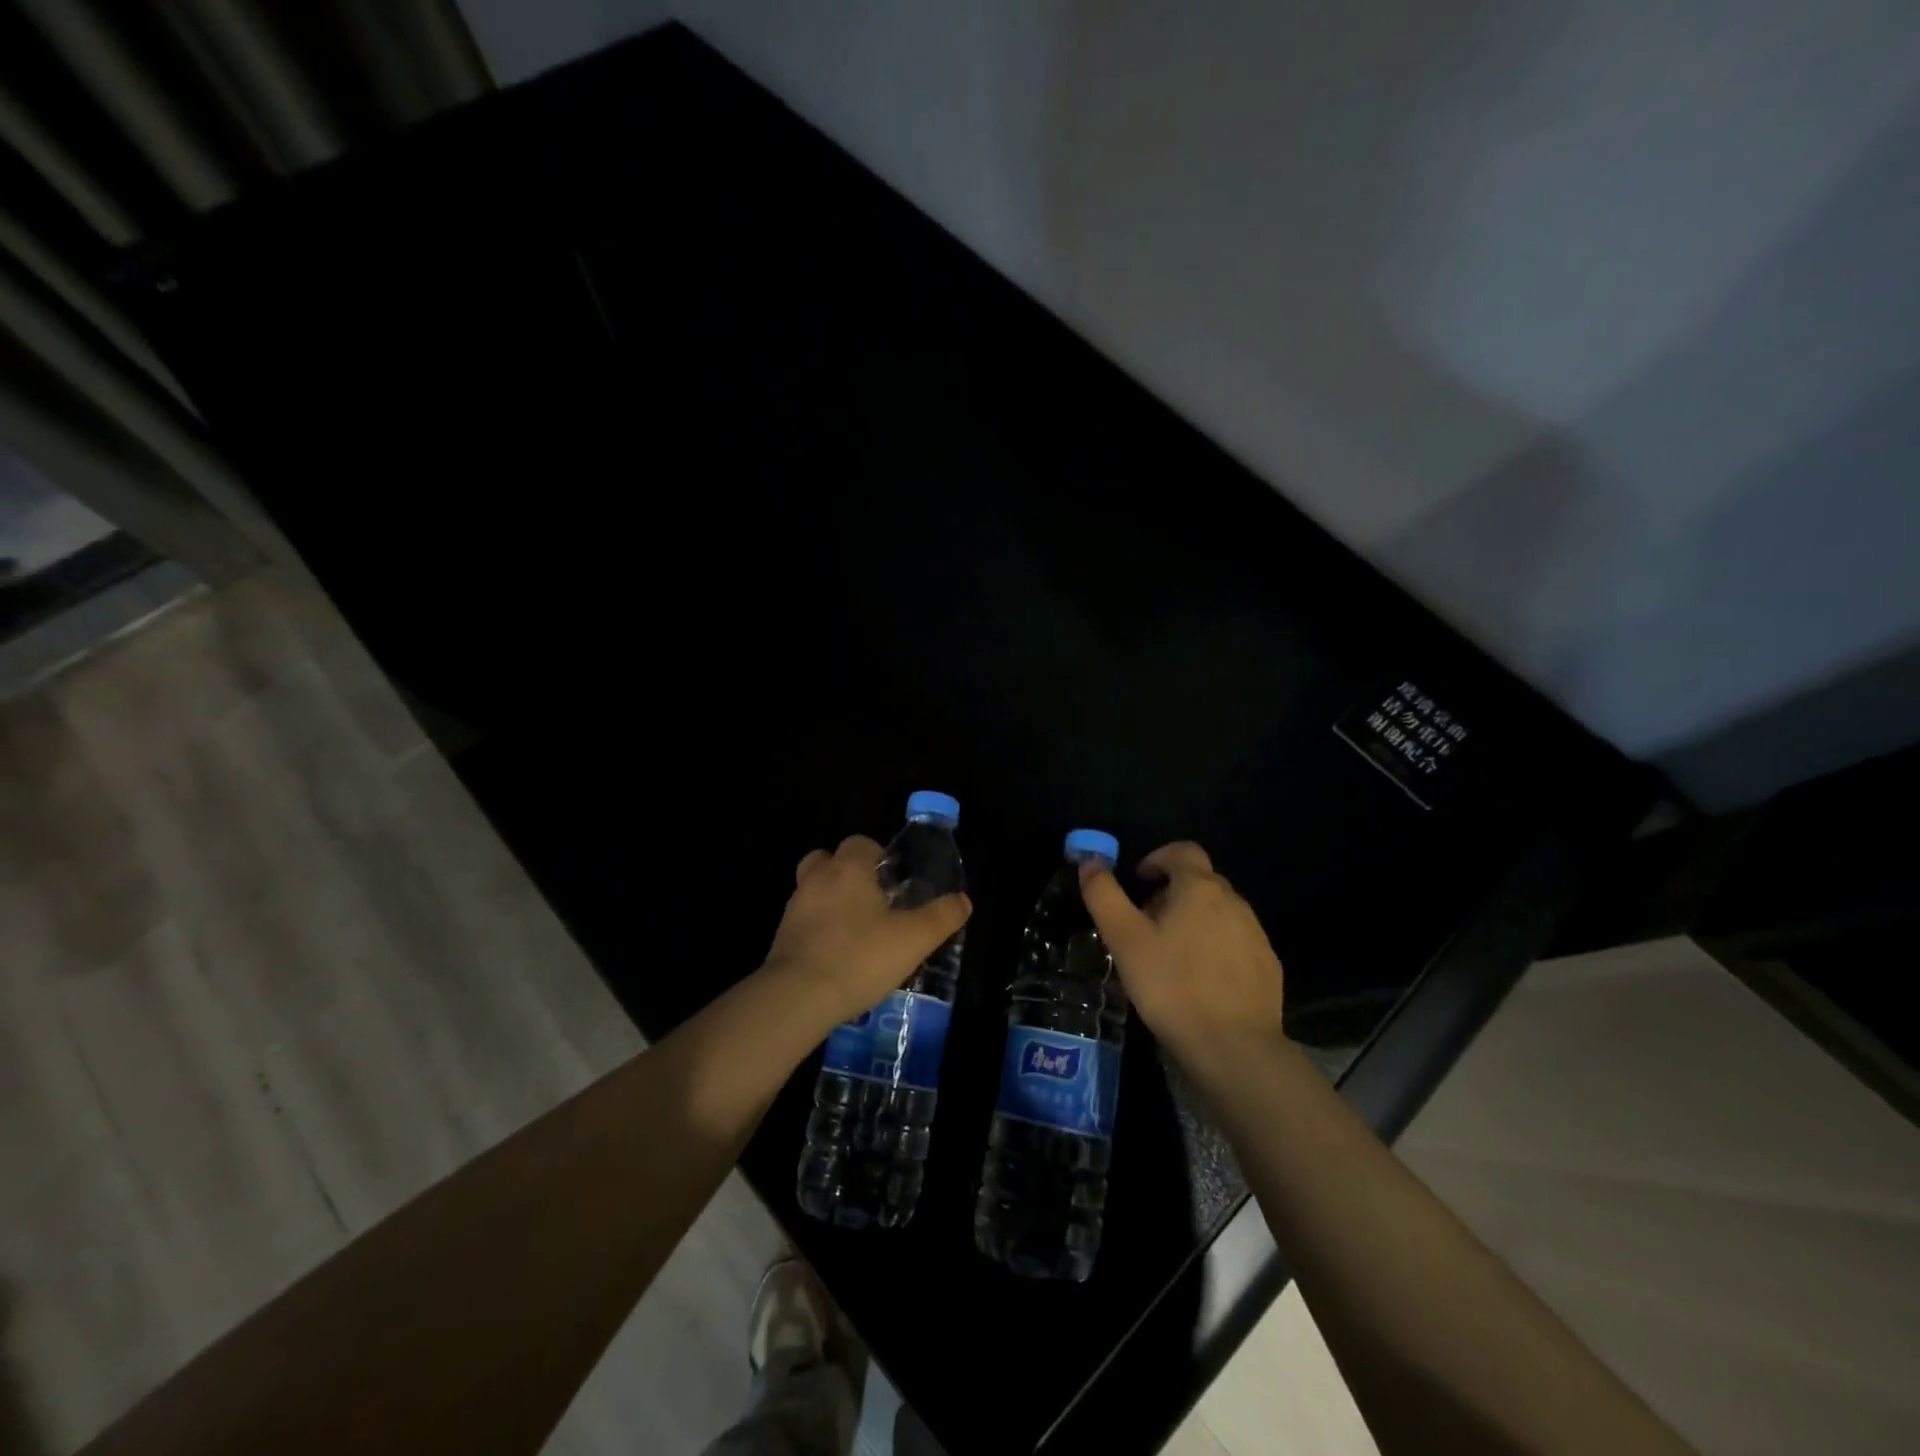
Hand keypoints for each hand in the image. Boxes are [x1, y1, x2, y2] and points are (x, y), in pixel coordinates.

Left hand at [760, 835, 971, 1031]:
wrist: (797, 997)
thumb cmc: (860, 957)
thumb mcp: (914, 939)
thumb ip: (941, 917)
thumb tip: (963, 900)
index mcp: (848, 868)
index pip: (860, 842)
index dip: (878, 855)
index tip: (893, 881)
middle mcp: (816, 878)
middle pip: (828, 859)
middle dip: (848, 873)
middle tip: (872, 900)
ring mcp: (794, 907)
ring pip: (813, 889)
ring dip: (831, 901)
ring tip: (855, 930)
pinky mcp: (781, 937)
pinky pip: (803, 921)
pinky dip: (818, 929)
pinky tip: (836, 955)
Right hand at [1079, 841, 1284, 1068]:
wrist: (1235, 1048)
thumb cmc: (1172, 986)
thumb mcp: (1125, 940)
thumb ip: (1104, 895)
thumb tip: (1090, 860)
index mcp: (1200, 888)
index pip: (1182, 850)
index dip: (1157, 859)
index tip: (1138, 883)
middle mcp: (1234, 901)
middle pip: (1199, 881)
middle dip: (1170, 894)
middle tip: (1144, 926)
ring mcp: (1256, 934)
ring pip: (1218, 913)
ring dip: (1192, 921)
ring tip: (1168, 957)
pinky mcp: (1267, 966)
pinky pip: (1235, 942)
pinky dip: (1214, 948)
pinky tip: (1198, 982)